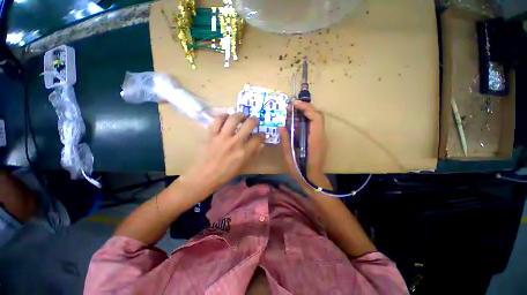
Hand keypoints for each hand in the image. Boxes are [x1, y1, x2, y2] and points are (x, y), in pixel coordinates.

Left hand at [183, 113, 264, 193]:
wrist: (204, 176)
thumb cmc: (225, 174)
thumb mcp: (242, 166)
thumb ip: (251, 154)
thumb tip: (259, 144)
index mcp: (244, 152)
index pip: (258, 139)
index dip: (262, 135)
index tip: (261, 134)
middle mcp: (235, 142)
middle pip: (248, 124)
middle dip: (254, 120)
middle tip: (254, 121)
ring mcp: (222, 137)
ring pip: (233, 119)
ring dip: (240, 115)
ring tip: (241, 116)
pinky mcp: (211, 135)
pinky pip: (217, 120)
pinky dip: (223, 116)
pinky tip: (226, 117)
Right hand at [279, 101, 332, 189]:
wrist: (313, 180)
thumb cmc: (301, 171)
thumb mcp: (289, 157)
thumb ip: (285, 141)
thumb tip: (281, 127)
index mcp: (315, 140)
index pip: (315, 117)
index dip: (306, 108)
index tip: (294, 104)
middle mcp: (321, 137)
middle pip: (317, 115)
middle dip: (304, 108)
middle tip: (290, 108)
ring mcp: (321, 138)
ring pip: (316, 120)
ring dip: (304, 114)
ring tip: (290, 114)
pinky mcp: (319, 140)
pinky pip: (313, 126)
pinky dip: (304, 121)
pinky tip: (295, 125)